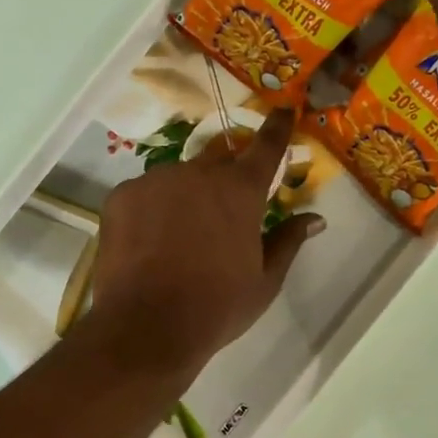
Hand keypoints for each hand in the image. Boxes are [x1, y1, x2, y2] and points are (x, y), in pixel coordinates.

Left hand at [88, 109, 324, 376]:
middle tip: (220, 215)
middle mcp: (199, 173)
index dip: (277, 128)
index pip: (266, 147)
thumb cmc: (217, 307)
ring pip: (178, 179)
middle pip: (218, 164)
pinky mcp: (122, 196)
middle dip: (224, 181)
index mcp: (240, 191)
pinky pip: (145, 194)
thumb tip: (316, 218)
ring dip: (185, 198)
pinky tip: (148, 244)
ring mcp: (156, 181)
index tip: (283, 110)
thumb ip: (288, 241)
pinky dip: (151, 211)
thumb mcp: (264, 281)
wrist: (147, 327)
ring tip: (178, 239)